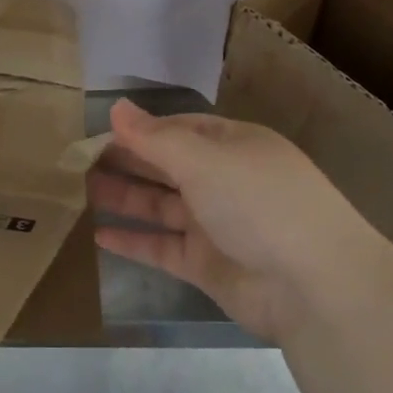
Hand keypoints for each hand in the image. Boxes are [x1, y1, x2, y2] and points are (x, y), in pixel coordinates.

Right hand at [89, 100, 374, 341]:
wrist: (314, 286)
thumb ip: (155, 138)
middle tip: (78, 161)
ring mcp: (215, 224)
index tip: (98, 132)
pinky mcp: (207, 265)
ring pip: (160, 206)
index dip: (140, 130)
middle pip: (165, 166)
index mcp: (231, 145)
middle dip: (126, 162)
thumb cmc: (258, 202)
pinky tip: (99, 237)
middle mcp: (222, 180)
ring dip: (123, 199)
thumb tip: (117, 106)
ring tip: (79, 192)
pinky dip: (134, 242)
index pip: (178, 128)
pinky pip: (162, 247)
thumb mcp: (204, 160)